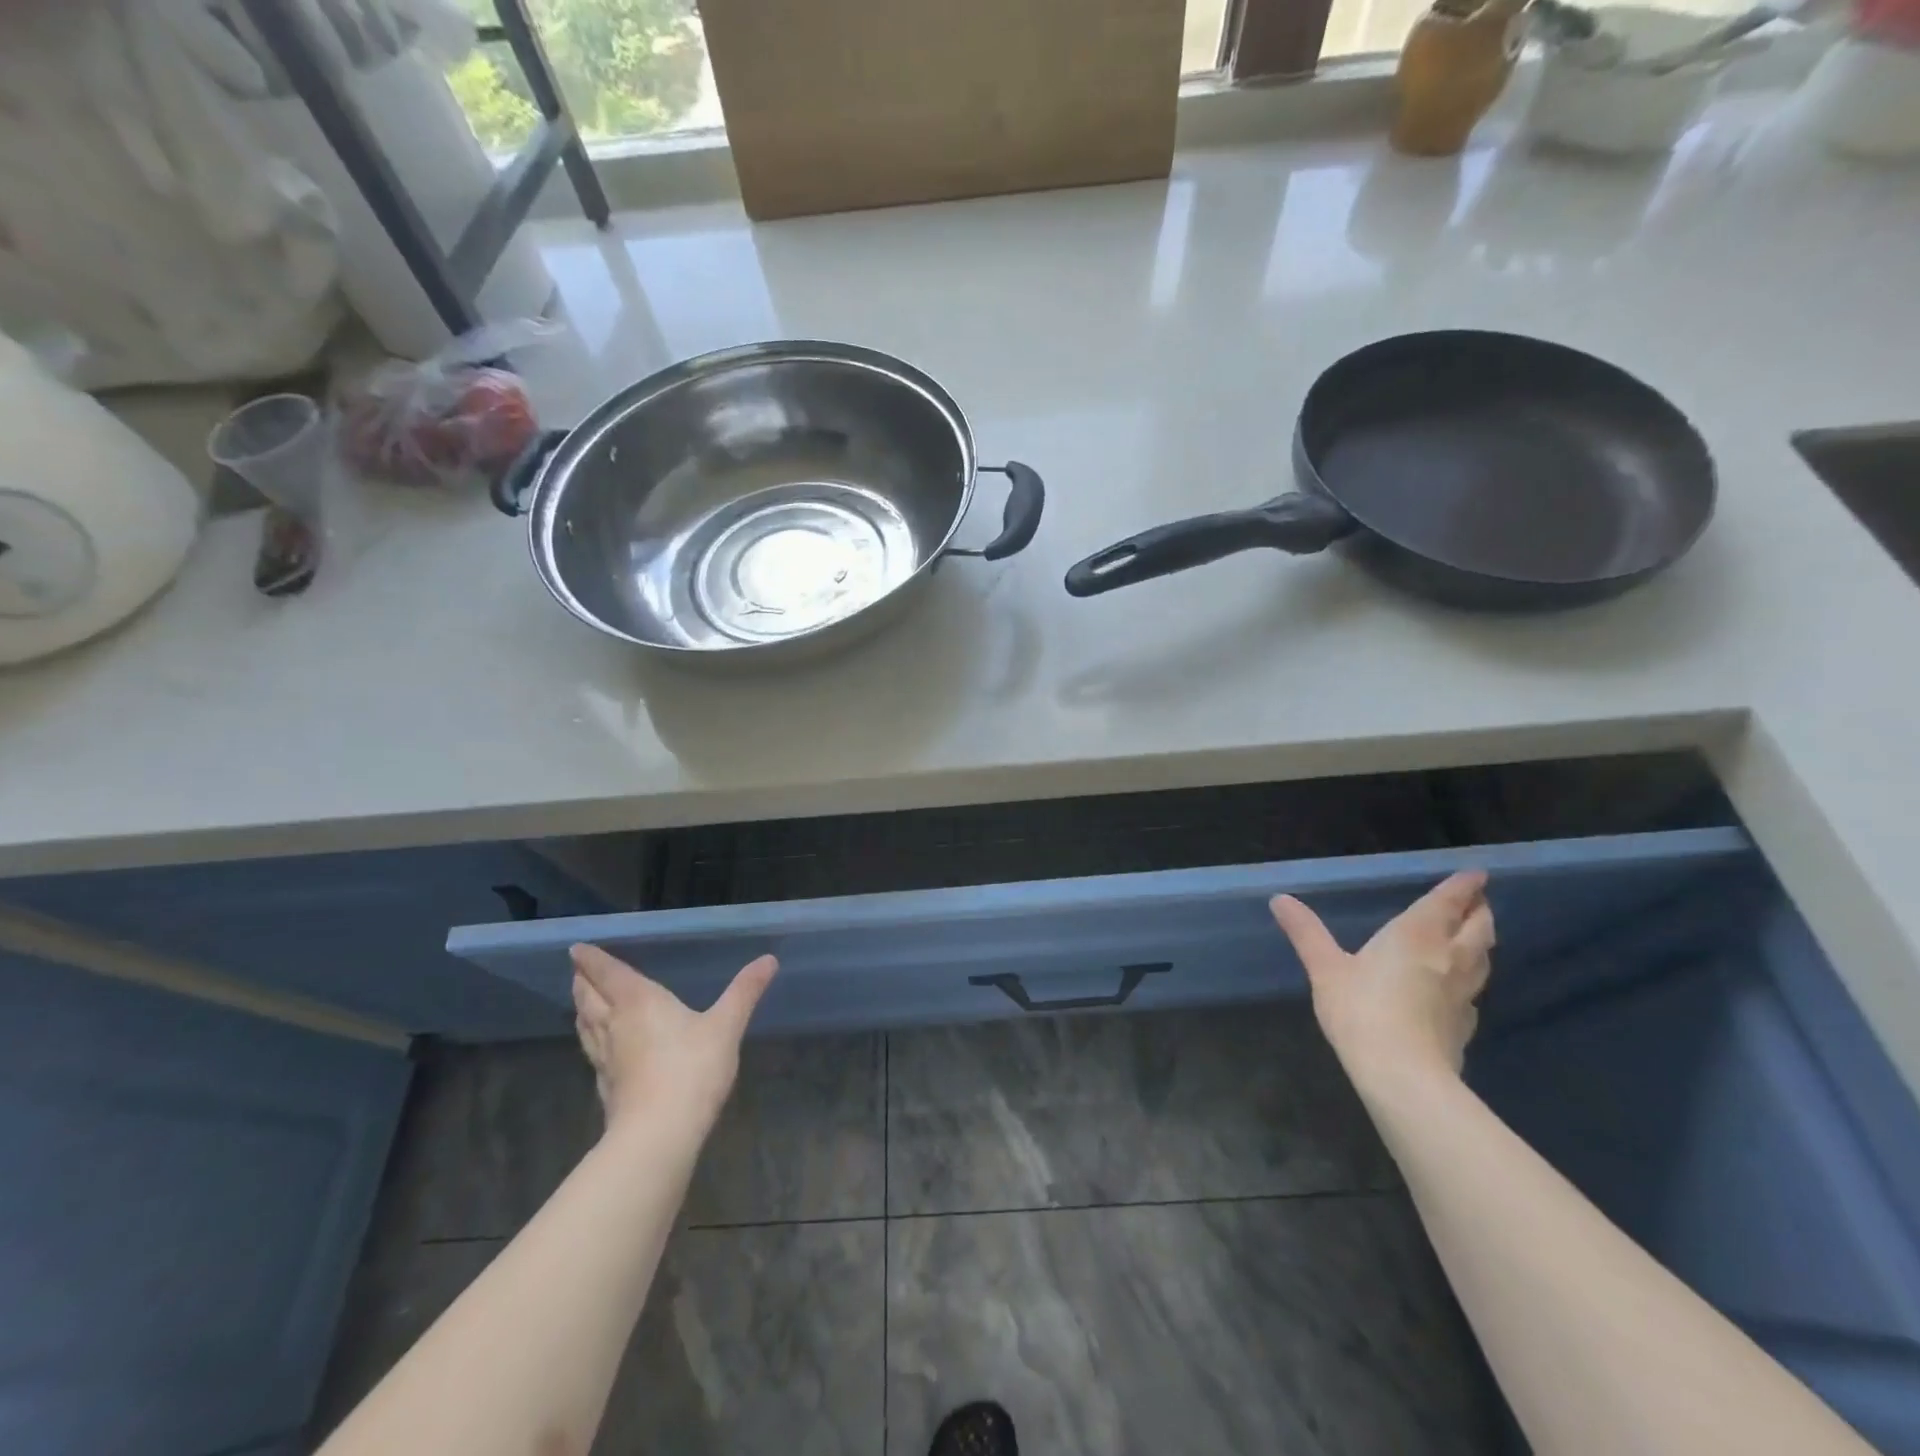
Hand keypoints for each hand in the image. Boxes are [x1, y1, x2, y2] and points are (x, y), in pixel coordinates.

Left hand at [569, 944, 777, 1137]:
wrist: (659, 1134)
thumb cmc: (692, 1069)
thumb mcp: (726, 1026)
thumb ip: (744, 992)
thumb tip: (769, 959)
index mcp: (639, 1002)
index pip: (609, 974)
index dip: (592, 960)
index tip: (577, 948)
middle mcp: (615, 1025)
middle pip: (590, 998)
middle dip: (584, 982)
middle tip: (578, 970)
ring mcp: (606, 1059)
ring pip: (586, 1025)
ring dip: (582, 1009)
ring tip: (582, 1001)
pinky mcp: (606, 1087)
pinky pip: (592, 1052)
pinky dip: (590, 1039)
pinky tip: (598, 1048)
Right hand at [1270, 871, 1494, 1091]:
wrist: (1403, 1075)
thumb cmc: (1361, 1010)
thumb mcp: (1324, 968)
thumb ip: (1306, 932)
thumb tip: (1280, 899)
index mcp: (1417, 935)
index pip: (1448, 902)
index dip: (1464, 886)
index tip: (1477, 874)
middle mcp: (1448, 957)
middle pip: (1479, 928)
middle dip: (1480, 911)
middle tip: (1478, 901)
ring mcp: (1463, 994)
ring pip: (1483, 959)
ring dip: (1481, 942)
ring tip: (1473, 936)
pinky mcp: (1465, 1026)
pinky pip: (1473, 993)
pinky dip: (1470, 980)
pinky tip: (1458, 990)